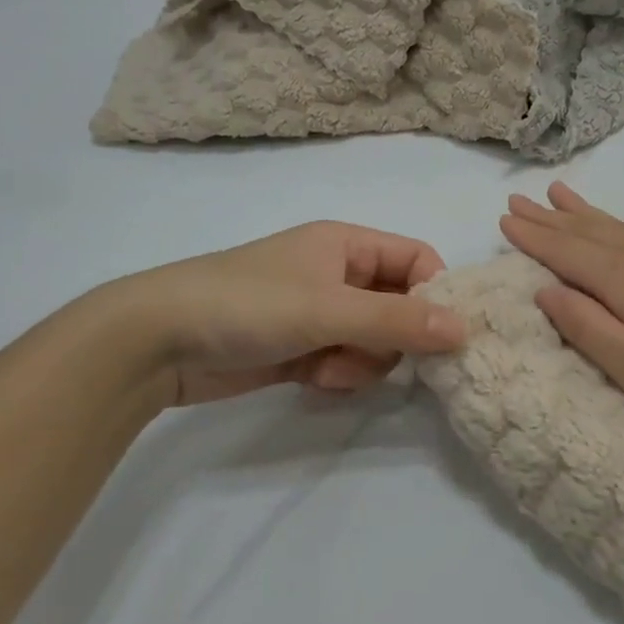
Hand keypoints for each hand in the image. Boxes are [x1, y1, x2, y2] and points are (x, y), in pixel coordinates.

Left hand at [116, 222, 467, 405]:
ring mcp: (319, 314)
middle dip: (394, 337)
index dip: (437, 293)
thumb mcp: (329, 308)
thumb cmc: (249, 304)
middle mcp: (339, 275)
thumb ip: (398, 321)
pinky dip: (338, 375)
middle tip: (376, 354)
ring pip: (375, 342)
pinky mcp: (301, 349)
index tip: (445, 335)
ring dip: (363, 362)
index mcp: (347, 244)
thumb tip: (464, 329)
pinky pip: (346, 363)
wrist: (159, 342)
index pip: (417, 260)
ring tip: (329, 367)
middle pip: (401, 306)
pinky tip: (310, 379)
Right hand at [500, 183, 623, 443]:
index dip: (532, 237)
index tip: (504, 219)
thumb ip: (585, 326)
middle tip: (518, 199)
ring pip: (621, 225)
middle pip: (587, 232)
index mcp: (623, 281)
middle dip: (550, 217)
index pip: (565, 253)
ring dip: (587, 211)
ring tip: (560, 193)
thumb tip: (545, 290)